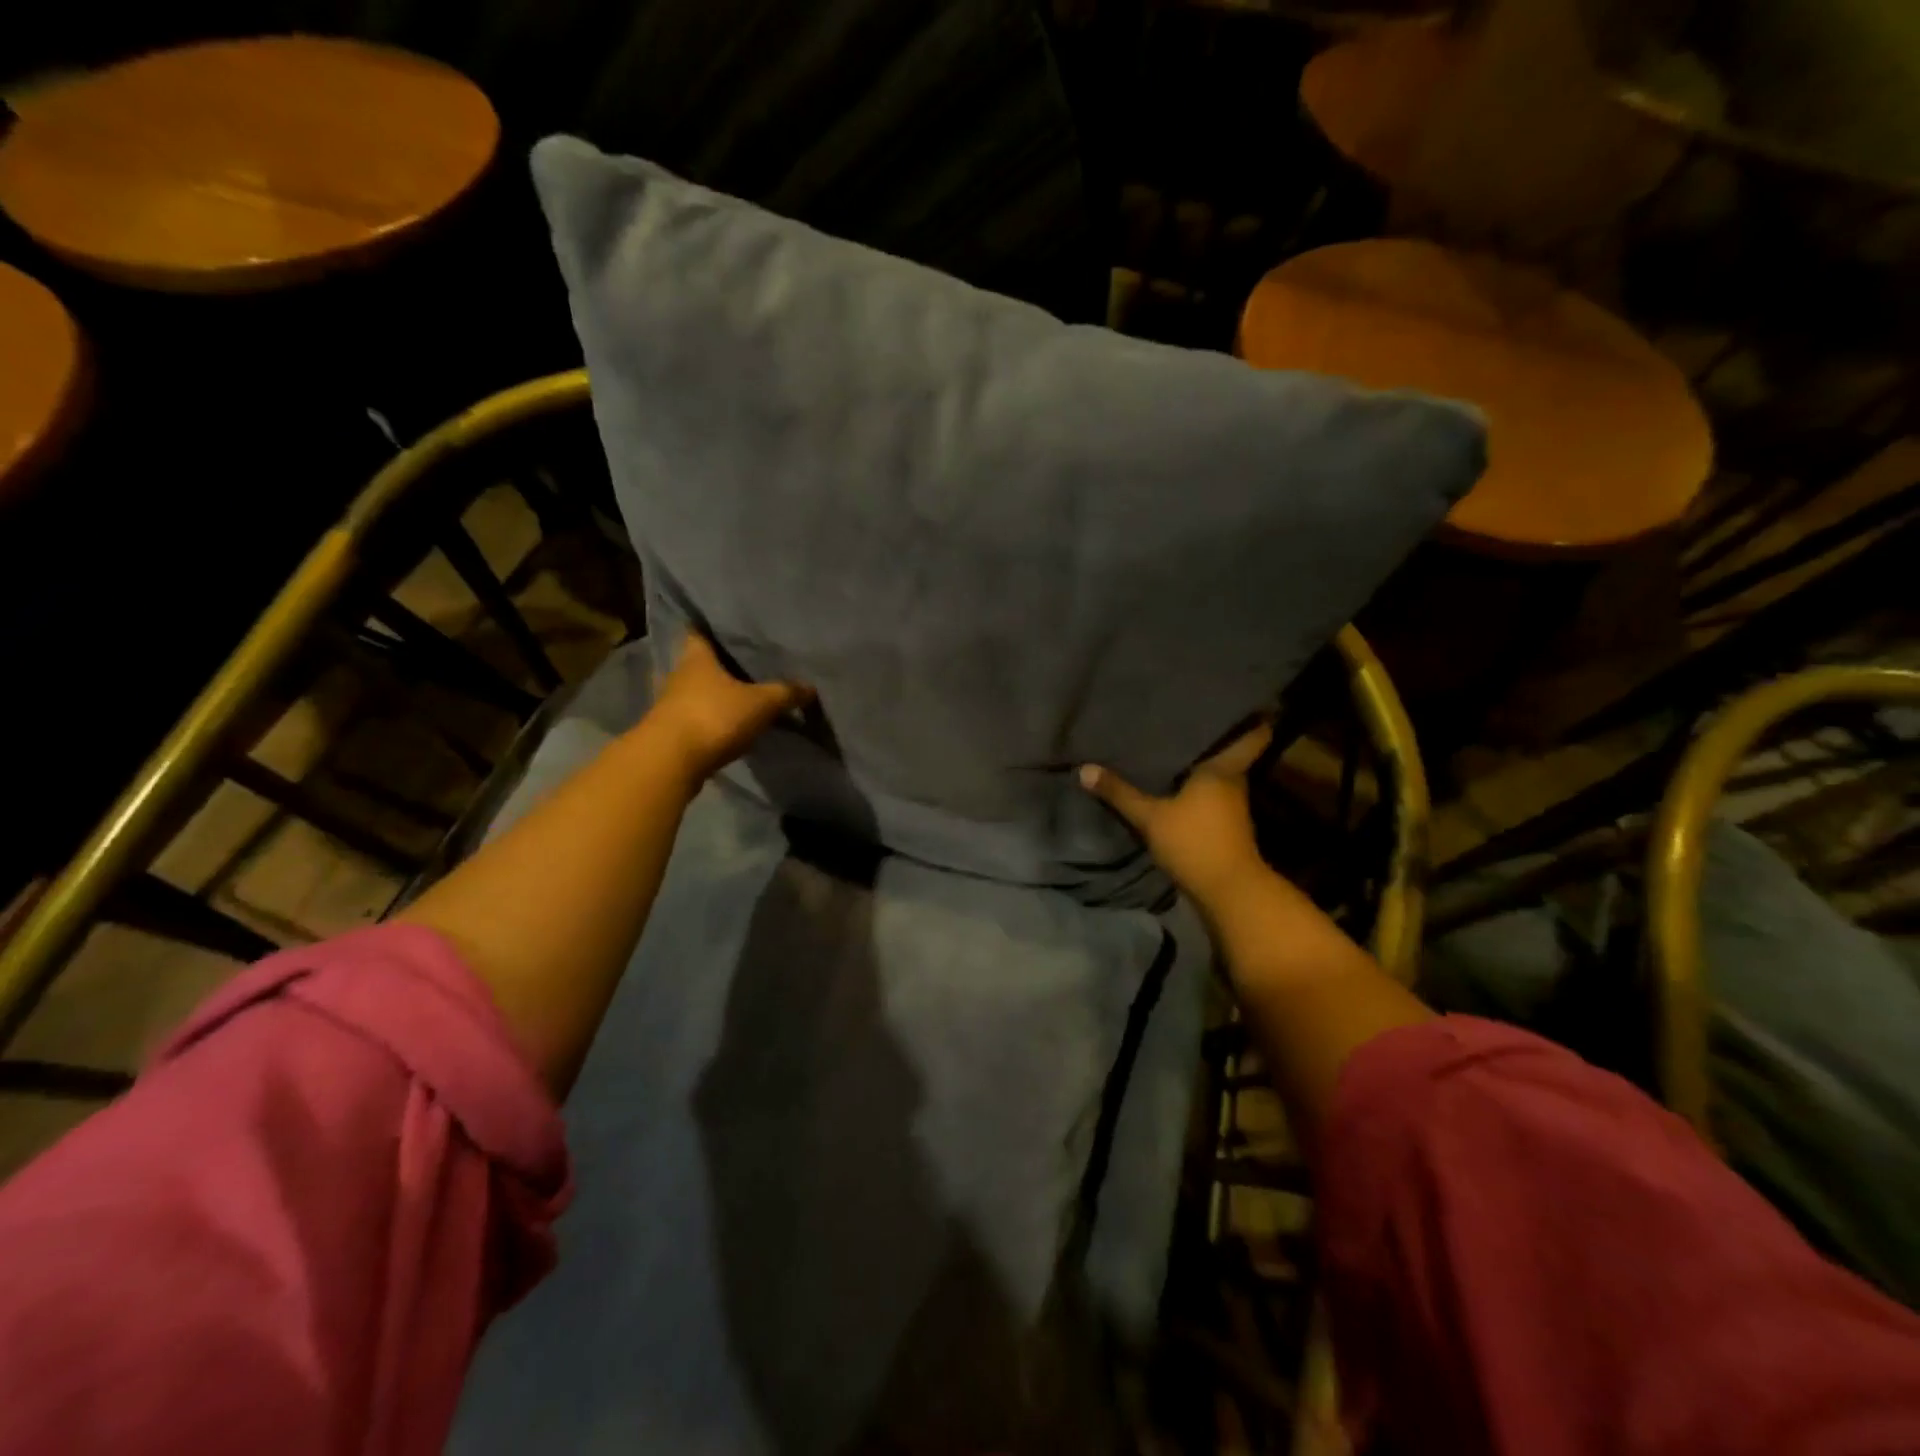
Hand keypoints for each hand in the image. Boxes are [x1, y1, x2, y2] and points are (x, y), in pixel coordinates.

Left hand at [647, 632, 812, 781]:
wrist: (671, 761)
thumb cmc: (714, 716)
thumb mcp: (761, 703)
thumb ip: (785, 693)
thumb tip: (811, 687)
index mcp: (697, 657)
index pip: (699, 632)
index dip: (711, 628)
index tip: (727, 628)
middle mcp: (679, 675)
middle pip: (698, 664)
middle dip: (717, 664)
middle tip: (743, 663)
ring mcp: (670, 704)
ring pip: (695, 692)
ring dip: (712, 695)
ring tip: (738, 696)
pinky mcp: (670, 732)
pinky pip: (694, 718)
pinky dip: (709, 719)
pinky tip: (727, 724)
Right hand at [1079, 724, 1273, 915]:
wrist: (1228, 892)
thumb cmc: (1195, 842)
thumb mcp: (1150, 817)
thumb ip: (1119, 793)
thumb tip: (1084, 768)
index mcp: (1223, 770)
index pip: (1253, 735)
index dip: (1252, 718)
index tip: (1241, 700)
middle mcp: (1234, 783)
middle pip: (1231, 752)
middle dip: (1215, 737)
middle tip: (1188, 716)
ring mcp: (1232, 807)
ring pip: (1220, 775)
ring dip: (1204, 764)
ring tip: (1176, 745)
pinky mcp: (1225, 827)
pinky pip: (1211, 796)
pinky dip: (1198, 788)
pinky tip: (1176, 784)